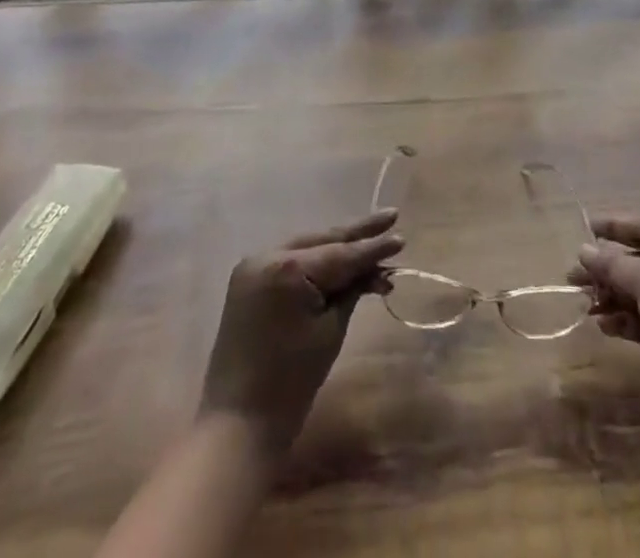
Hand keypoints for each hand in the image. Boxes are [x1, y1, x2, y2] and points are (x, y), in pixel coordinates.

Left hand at [198, 210, 402, 456]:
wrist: (238, 423)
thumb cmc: (291, 381)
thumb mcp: (331, 330)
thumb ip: (353, 290)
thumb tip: (377, 268)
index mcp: (287, 267)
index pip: (341, 254)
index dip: (373, 247)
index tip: (401, 237)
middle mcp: (267, 255)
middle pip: (322, 240)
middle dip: (358, 233)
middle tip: (391, 217)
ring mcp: (253, 265)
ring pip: (307, 247)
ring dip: (338, 247)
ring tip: (373, 237)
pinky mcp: (249, 280)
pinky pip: (290, 261)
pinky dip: (316, 261)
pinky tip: (340, 258)